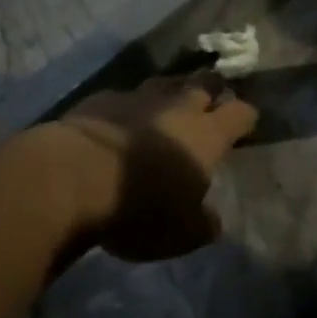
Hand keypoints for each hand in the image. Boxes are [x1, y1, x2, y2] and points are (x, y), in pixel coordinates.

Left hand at [51, 78, 258, 260]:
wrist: (70, 179)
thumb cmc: (138, 208)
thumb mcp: (181, 234)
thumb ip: (202, 223)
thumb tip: (212, 219)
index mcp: (207, 136)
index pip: (240, 113)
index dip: (246, 118)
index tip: (246, 125)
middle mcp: (178, 107)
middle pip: (205, 84)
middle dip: (212, 90)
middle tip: (211, 103)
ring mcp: (137, 98)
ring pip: (164, 83)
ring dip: (171, 92)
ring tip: (168, 105)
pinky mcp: (100, 100)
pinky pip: (123, 97)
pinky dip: (127, 107)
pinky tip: (119, 121)